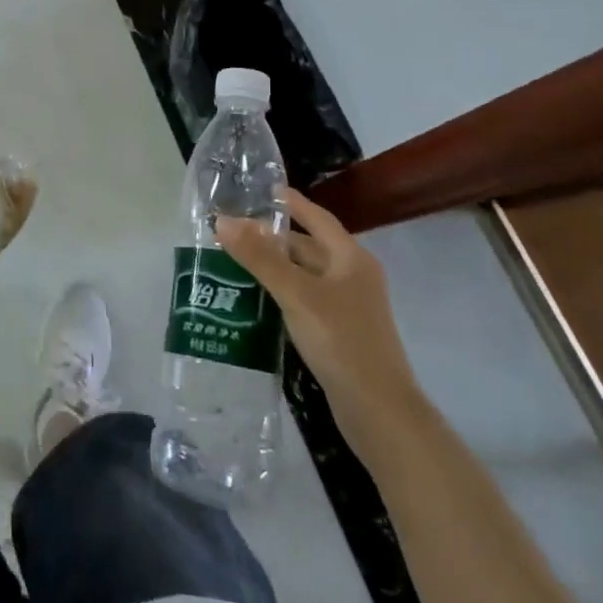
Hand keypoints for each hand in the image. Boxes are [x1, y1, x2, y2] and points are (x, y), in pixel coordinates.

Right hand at [217, 190, 425, 448]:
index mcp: (351, 258)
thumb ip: (259, 257)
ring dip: (274, 266)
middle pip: (308, 246)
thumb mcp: (296, 294)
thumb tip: (222, 220)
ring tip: (234, 259)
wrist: (379, 412)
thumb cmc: (341, 341)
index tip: (258, 190)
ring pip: (305, 274)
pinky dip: (281, 292)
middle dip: (272, 237)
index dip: (289, 202)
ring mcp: (348, 306)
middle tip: (232, 229)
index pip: (316, 217)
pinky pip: (305, 299)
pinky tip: (255, 298)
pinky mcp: (339, 332)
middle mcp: (352, 276)